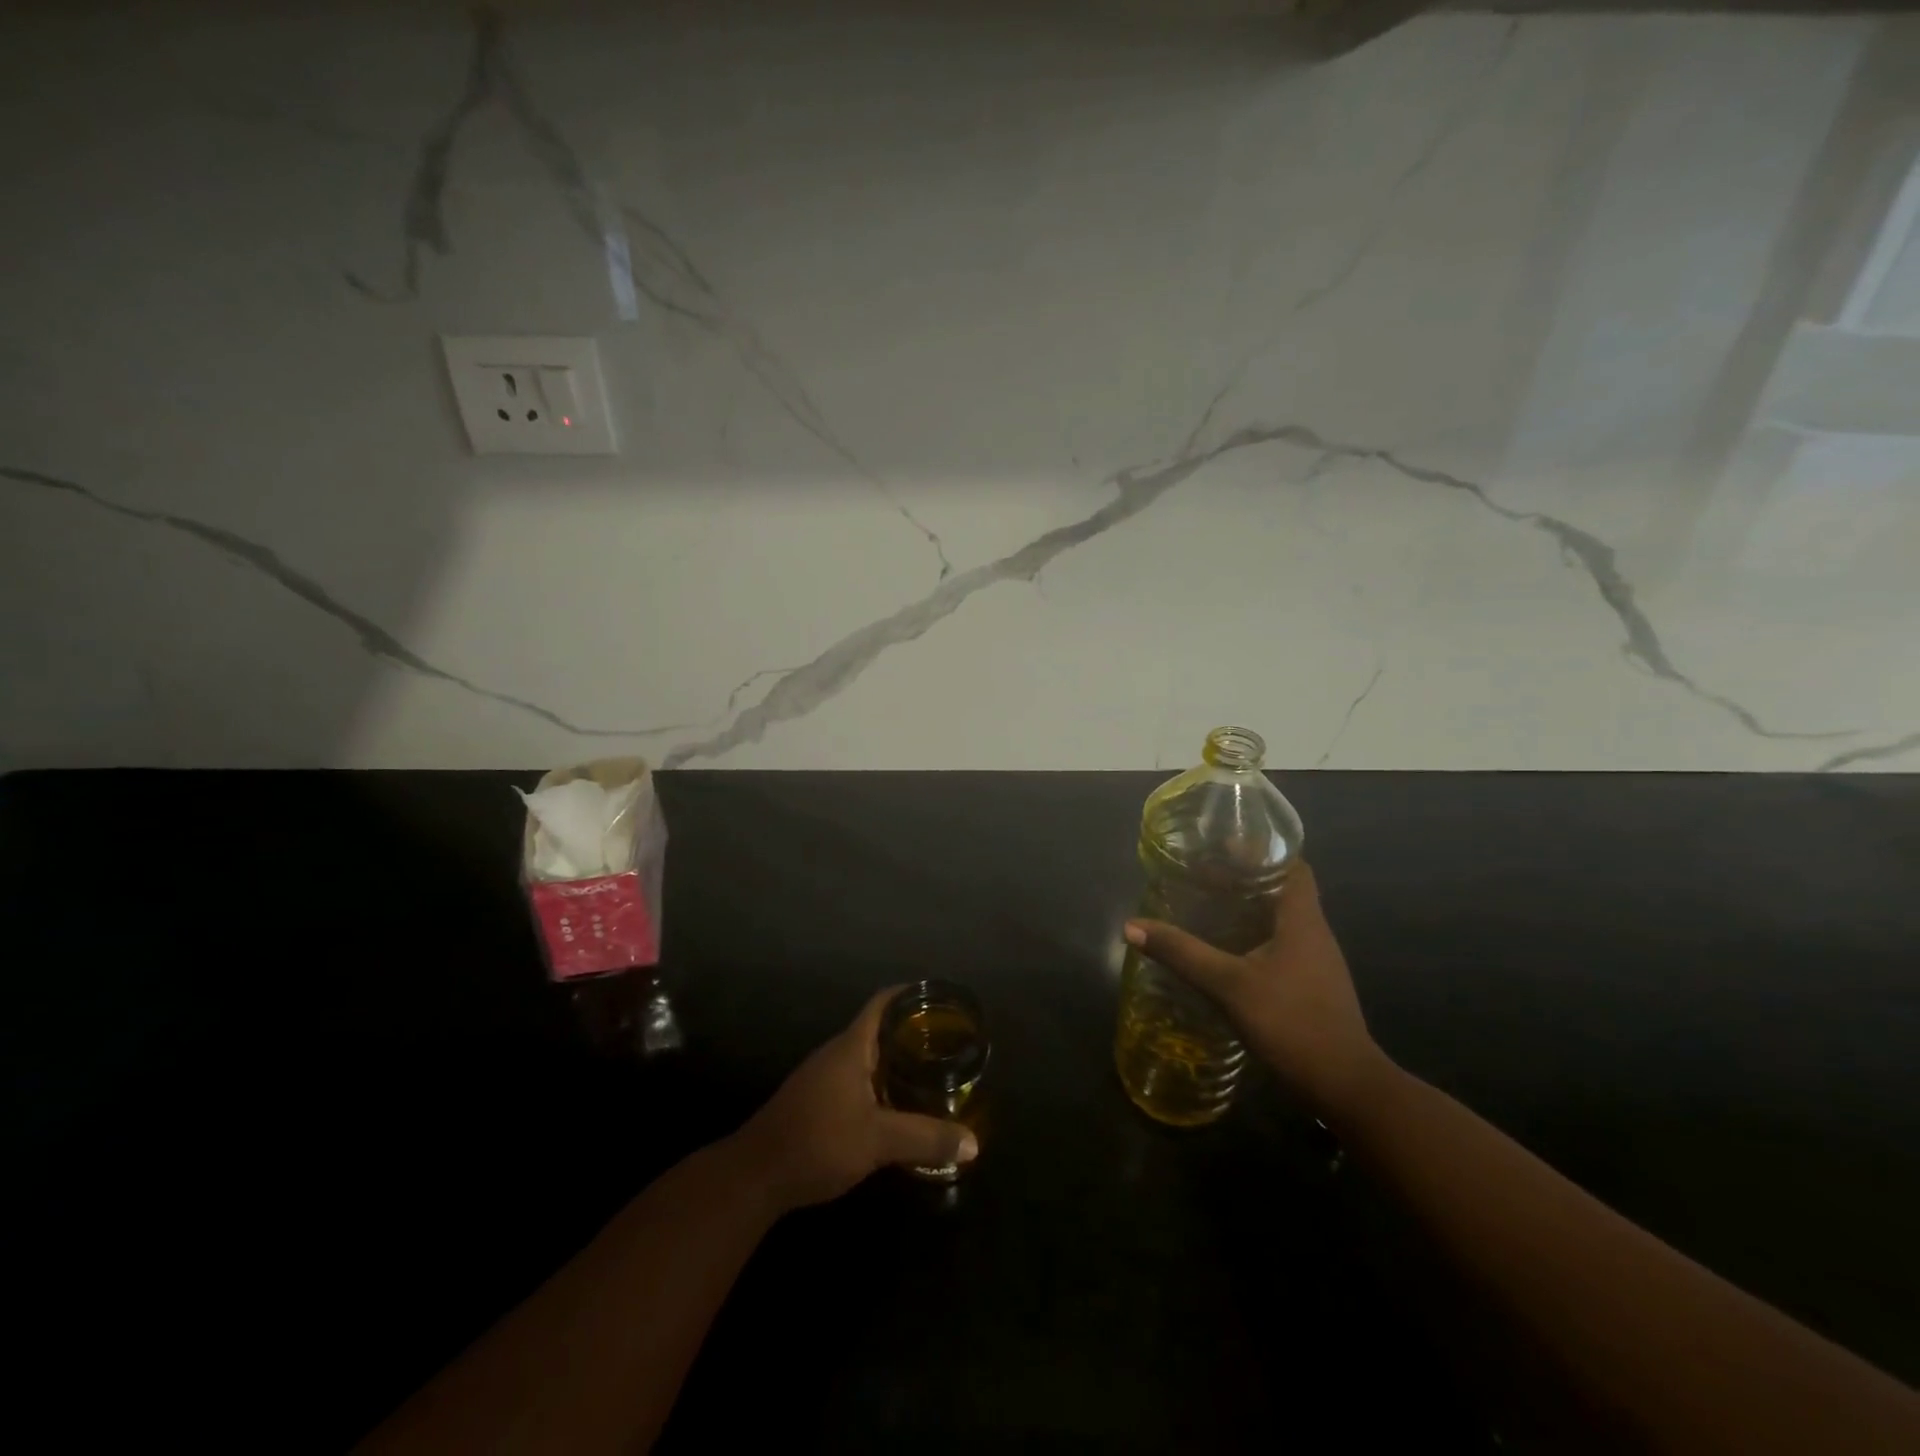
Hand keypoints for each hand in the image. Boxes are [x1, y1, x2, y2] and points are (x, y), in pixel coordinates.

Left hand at [730, 987, 978, 1213]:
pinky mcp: (817, 1101)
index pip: (884, 1002)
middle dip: (914, 1031)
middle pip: (880, 1028)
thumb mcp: (878, 1141)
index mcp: (851, 1047)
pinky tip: (899, 1106)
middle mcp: (837, 1053)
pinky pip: (859, 1079)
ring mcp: (824, 1077)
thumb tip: (974, 1142)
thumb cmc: (817, 1142)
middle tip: (950, 1042)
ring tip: (933, 1072)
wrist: (754, 1176)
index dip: (912, 994)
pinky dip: (883, 1083)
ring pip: (869, 1056)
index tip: (943, 998)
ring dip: (898, 1060)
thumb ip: (926, 1138)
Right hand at [1124, 861, 1388, 1120]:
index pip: (1292, 865)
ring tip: (1208, 906)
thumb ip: (1182, 954)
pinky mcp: (1312, 986)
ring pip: (1282, 920)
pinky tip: (1227, 952)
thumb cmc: (1292, 1022)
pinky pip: (1281, 946)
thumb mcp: (1229, 985)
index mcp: (1302, 919)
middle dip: (1246, 878)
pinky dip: (1254, 938)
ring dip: (1250, 909)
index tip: (1225, 844)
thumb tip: (1132, 926)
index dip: (1262, 849)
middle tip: (1203, 875)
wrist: (1346, 1086)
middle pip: (1284, 889)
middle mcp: (1314, 933)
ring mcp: (1316, 962)